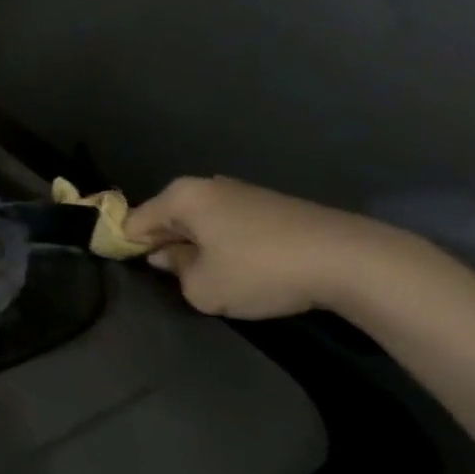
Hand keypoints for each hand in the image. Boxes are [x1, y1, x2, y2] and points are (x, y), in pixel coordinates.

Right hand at [119, 176, 412, 319]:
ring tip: (204, 278)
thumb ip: (175, 272)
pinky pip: (227, 226)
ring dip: (195, 247)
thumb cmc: (260, 270)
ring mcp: (242, 193)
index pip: (133, 222)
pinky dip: (223, 245)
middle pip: (167, 218)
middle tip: (167, 280)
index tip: (127, 273)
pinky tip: (237, 269)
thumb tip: (169, 258)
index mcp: (181, 196)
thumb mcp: (202, 287)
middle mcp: (207, 185)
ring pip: (199, 222)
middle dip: (162, 246)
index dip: (125, 248)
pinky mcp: (271, 206)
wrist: (349, 260)